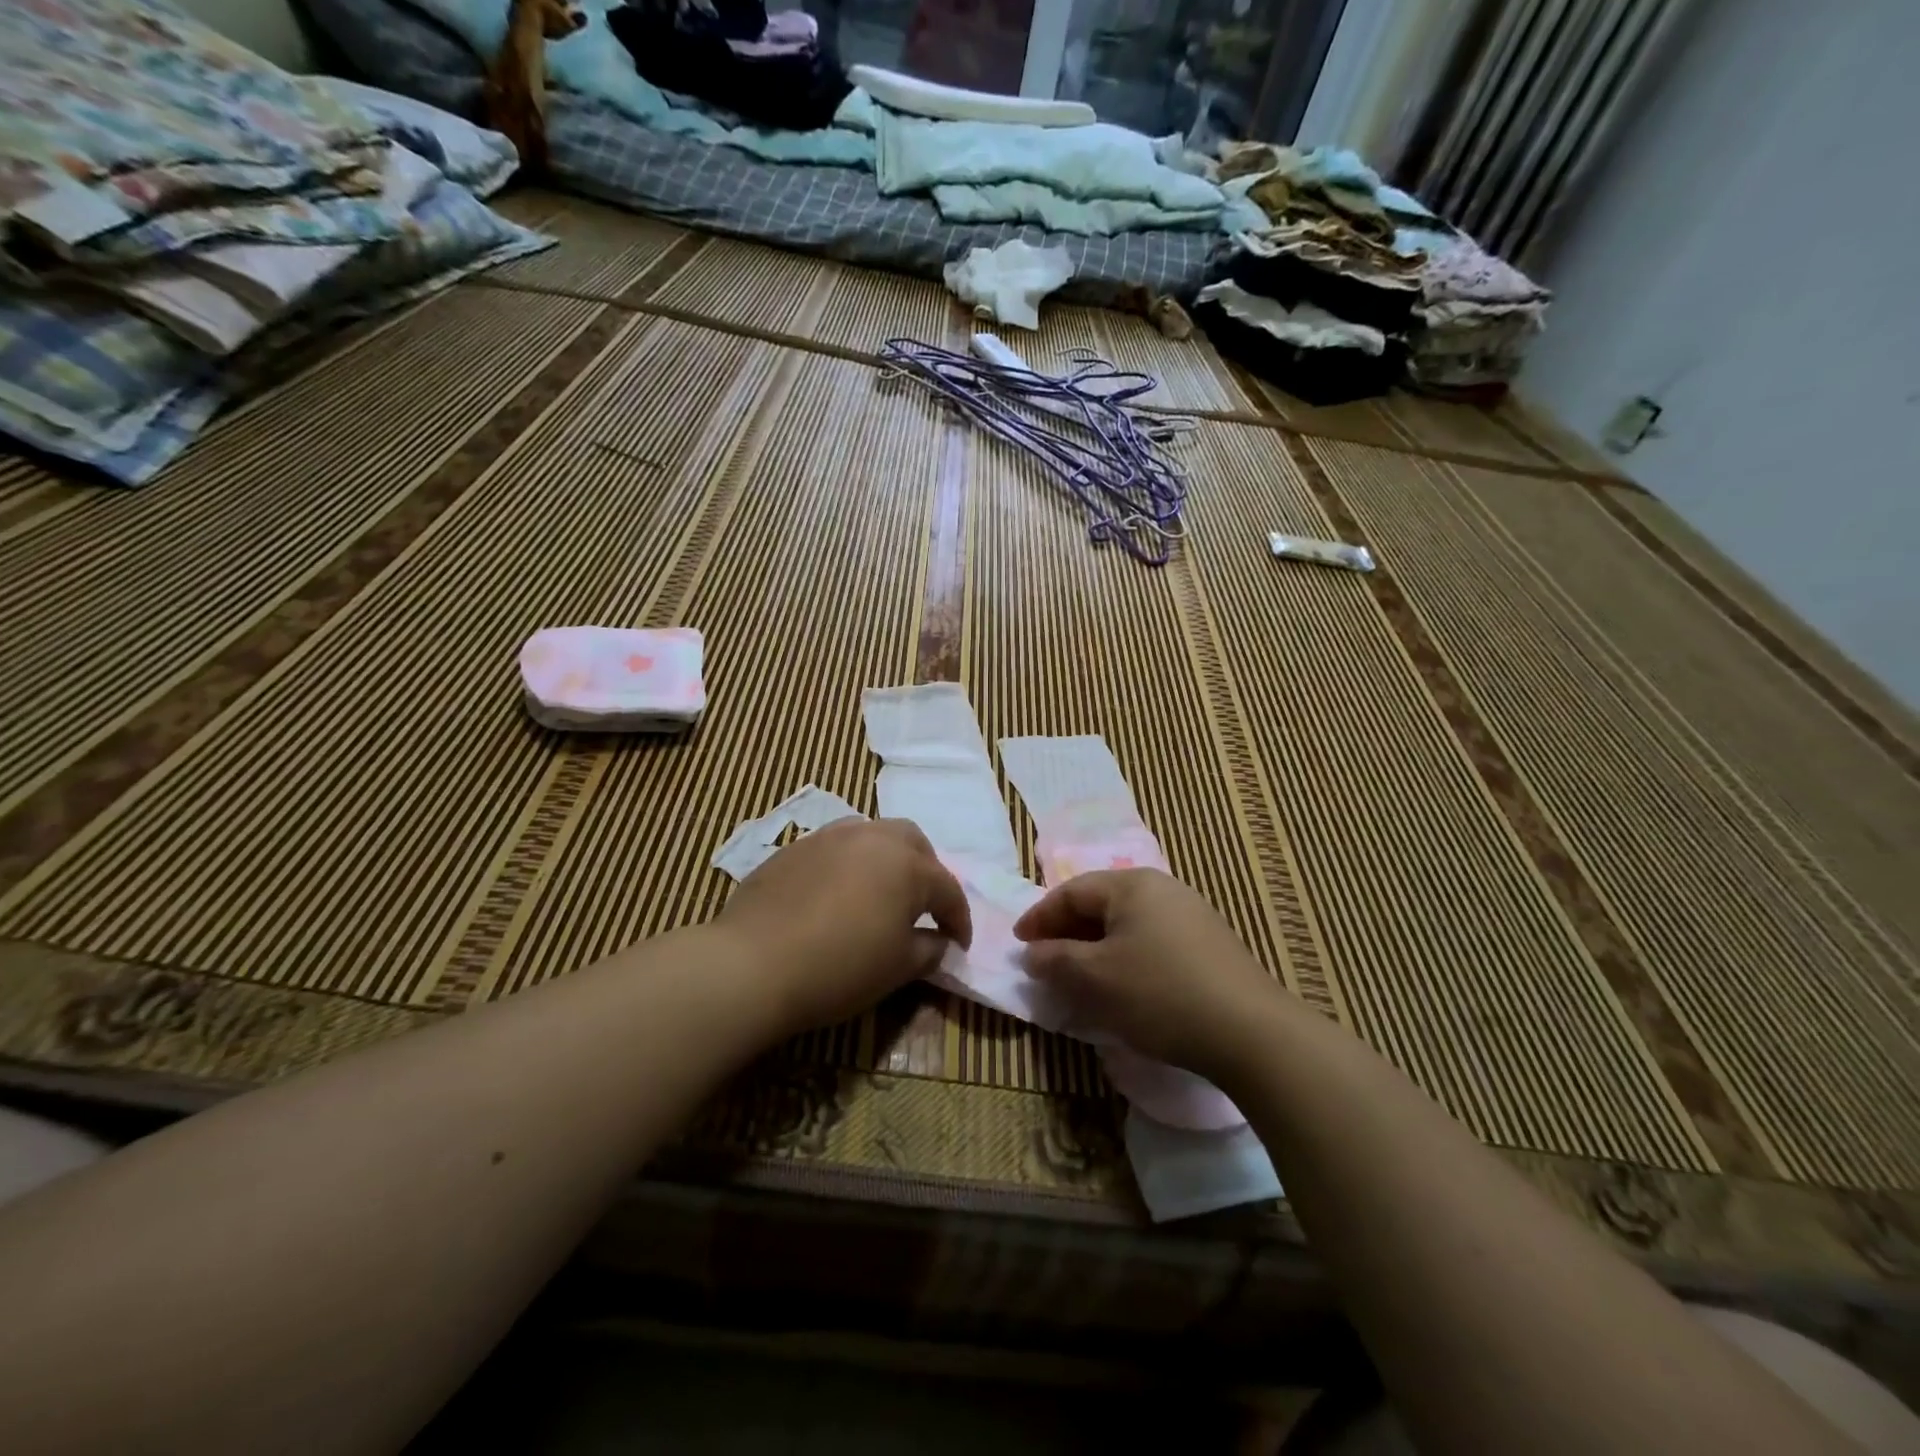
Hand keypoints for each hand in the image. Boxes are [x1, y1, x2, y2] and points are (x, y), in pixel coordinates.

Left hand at [716, 818, 971, 1035]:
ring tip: (879, 892)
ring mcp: (829, 837)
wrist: (753, 965)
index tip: (959, 943)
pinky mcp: (794, 847)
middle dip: (926, 871)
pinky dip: (849, 865)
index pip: (947, 889)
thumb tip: (938, 940)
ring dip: (886, 859)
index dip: (958, 918)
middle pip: (913, 843)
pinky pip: (835, 847)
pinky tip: (836, 894)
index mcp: (907, 865)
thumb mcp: (897, 968)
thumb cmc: (839, 968)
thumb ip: (928, 950)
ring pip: (872, 835)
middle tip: (923, 906)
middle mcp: (872, 837)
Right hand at [1013, 869, 1282, 1081]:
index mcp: (1132, 885)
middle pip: (1101, 904)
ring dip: (1096, 948)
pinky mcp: (1211, 946)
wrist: (1251, 1033)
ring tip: (1079, 977)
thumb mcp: (1095, 978)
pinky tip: (1124, 988)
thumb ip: (1055, 960)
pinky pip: (1152, 942)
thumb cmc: (1160, 993)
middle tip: (1044, 960)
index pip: (1072, 891)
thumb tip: (1032, 953)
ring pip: (1128, 925)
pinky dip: (1126, 958)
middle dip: (1068, 932)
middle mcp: (1163, 889)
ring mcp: (1192, 916)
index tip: (1019, 943)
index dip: (1040, 916)